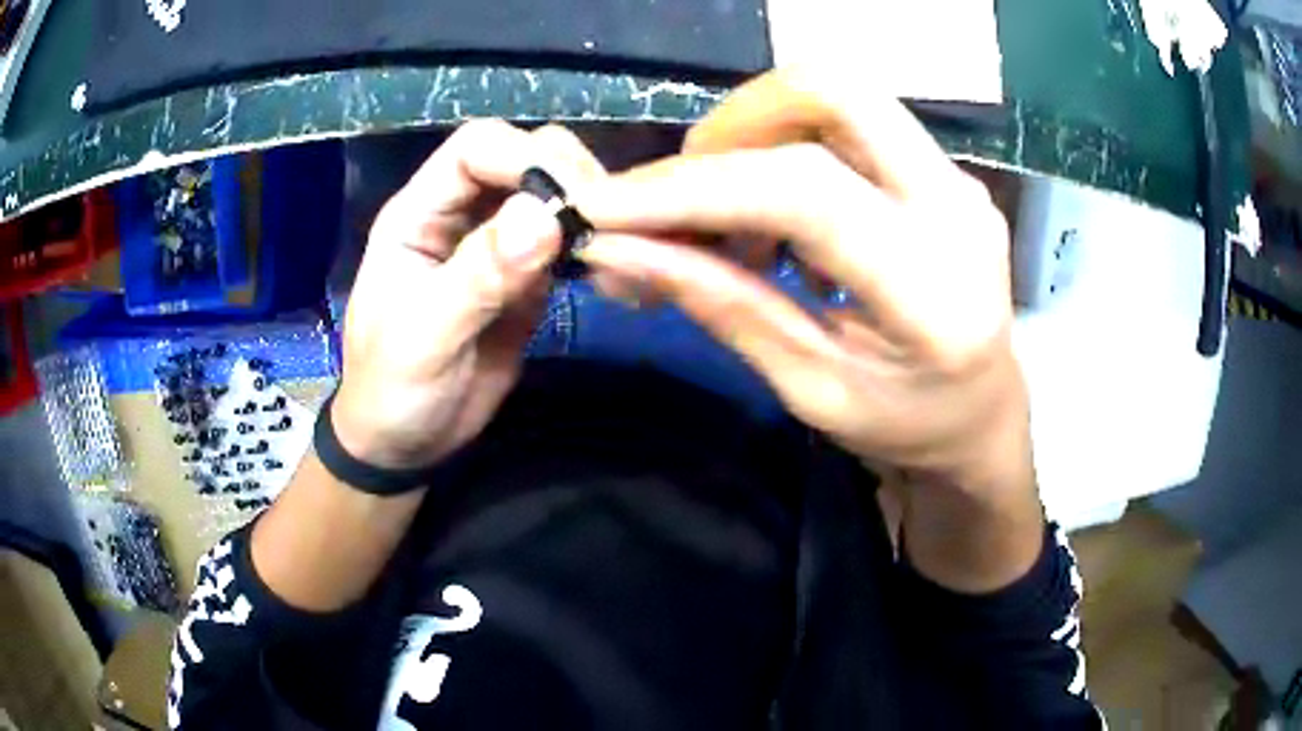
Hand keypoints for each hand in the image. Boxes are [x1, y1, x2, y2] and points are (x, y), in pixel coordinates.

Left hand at [334, 121, 604, 469]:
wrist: (404, 443)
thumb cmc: (392, 390)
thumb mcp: (424, 338)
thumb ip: (478, 276)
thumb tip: (543, 216)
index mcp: (419, 213)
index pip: (477, 148)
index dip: (525, 157)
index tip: (573, 199)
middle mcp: (460, 214)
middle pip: (522, 155)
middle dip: (567, 175)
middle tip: (604, 221)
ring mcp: (496, 243)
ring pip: (552, 192)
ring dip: (588, 208)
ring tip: (617, 243)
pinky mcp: (526, 276)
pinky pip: (566, 241)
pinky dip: (593, 245)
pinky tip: (613, 266)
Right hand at [572, 69, 1031, 495]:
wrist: (985, 416)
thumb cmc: (908, 429)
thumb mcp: (812, 391)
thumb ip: (723, 307)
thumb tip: (617, 251)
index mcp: (934, 291)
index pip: (805, 193)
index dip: (693, 187)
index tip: (605, 208)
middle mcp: (957, 208)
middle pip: (832, 92)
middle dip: (733, 123)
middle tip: (686, 191)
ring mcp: (957, 179)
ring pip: (837, 99)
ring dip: (756, 140)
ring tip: (729, 226)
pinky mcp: (944, 171)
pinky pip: (850, 126)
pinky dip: (787, 153)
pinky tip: (778, 225)